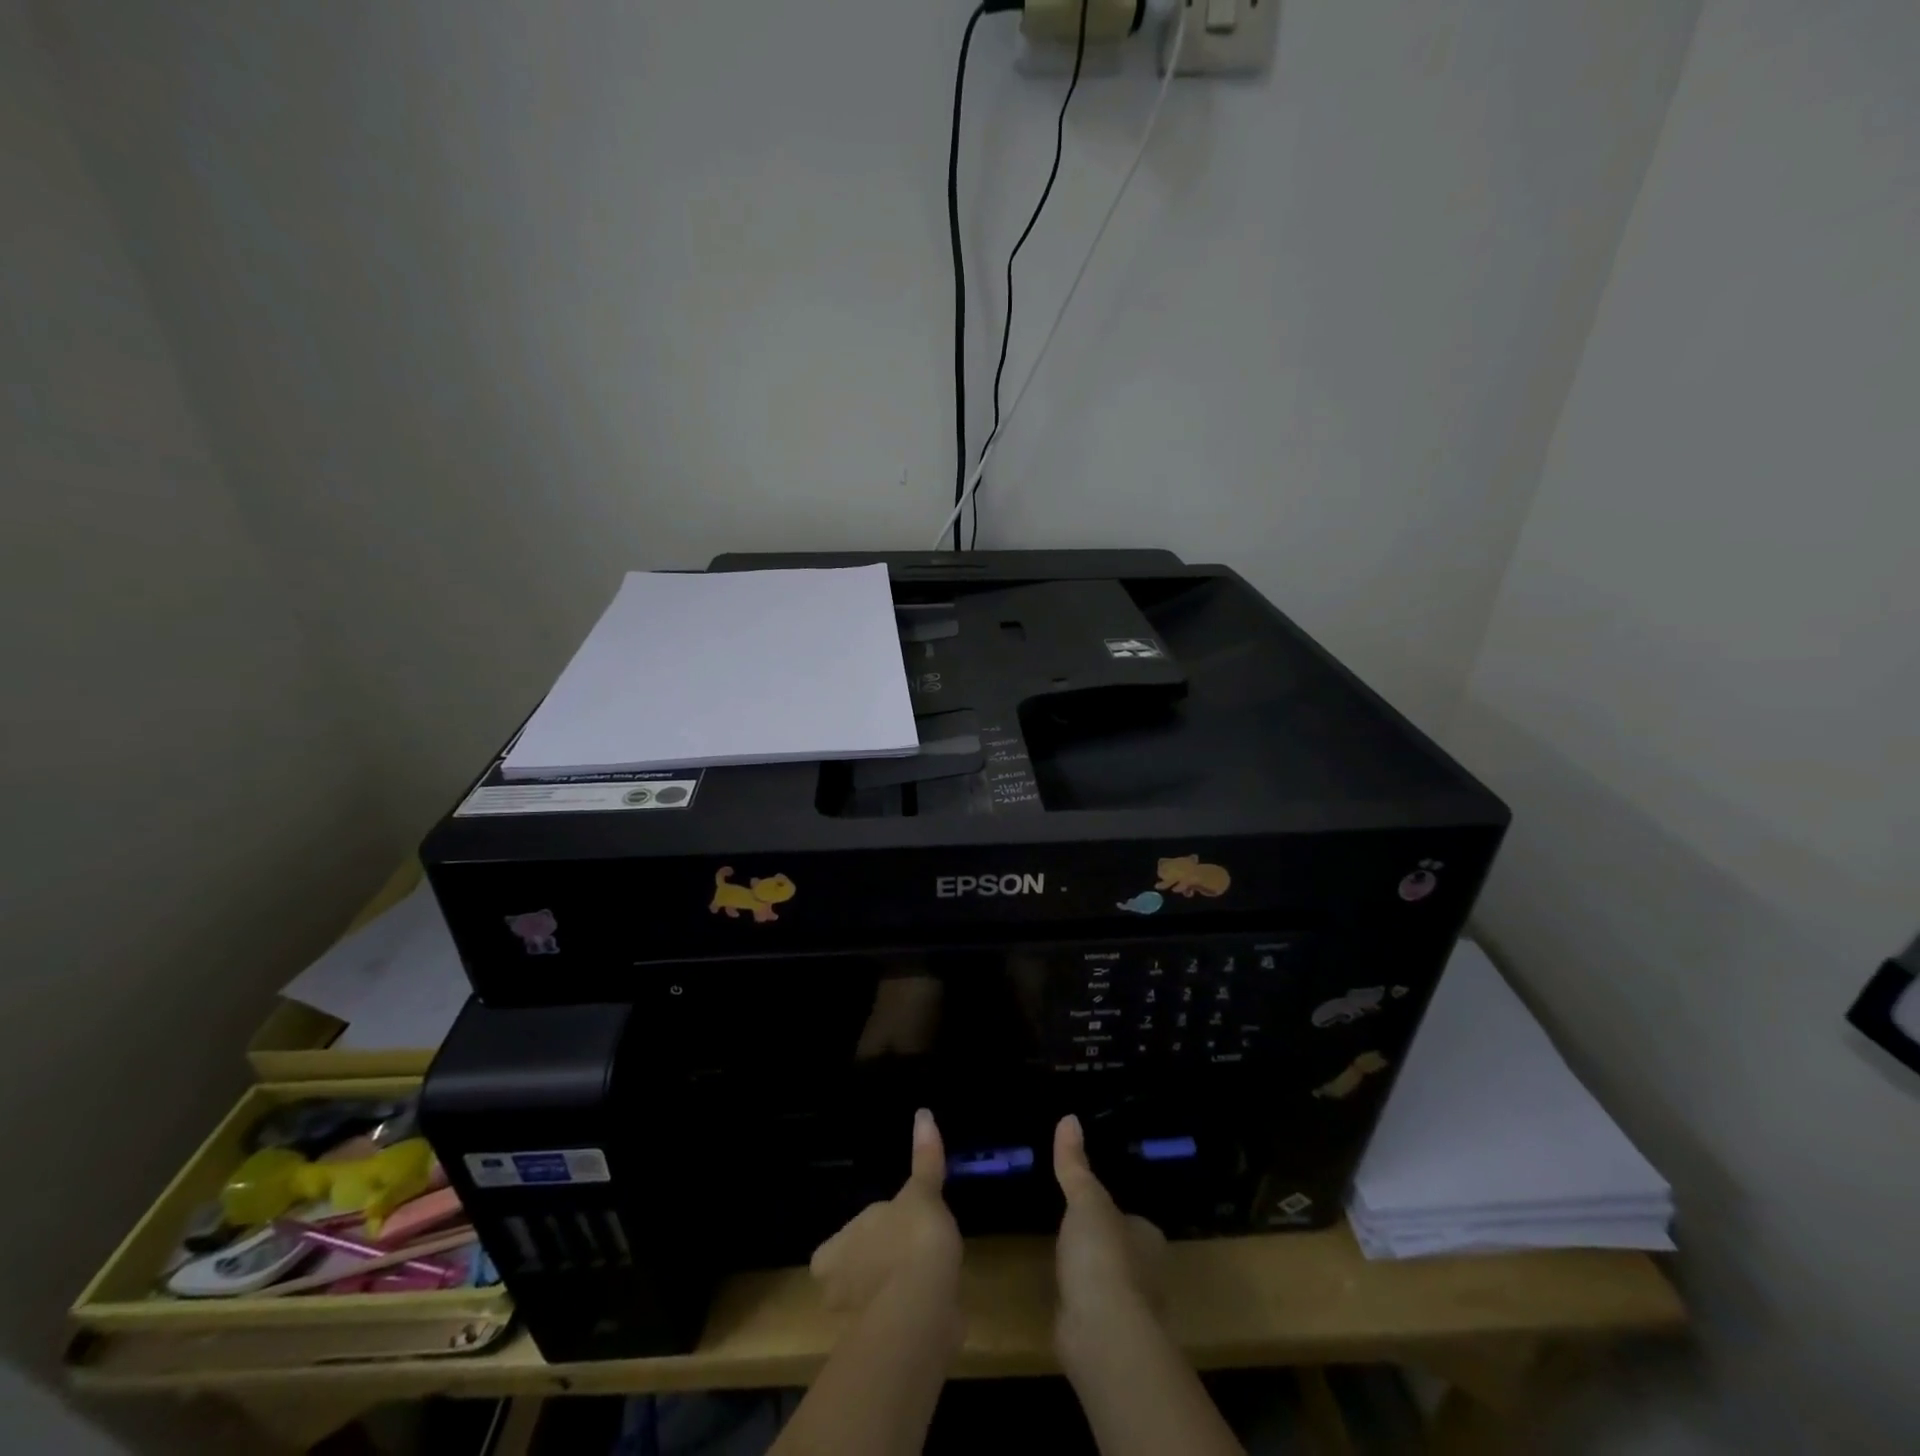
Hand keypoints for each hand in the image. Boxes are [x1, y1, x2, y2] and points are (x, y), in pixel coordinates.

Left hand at [810, 1108, 962, 1313]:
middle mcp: (836, 1290)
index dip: (858, 1239)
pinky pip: (895, 1324)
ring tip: (924, 1275)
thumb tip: (923, 1113)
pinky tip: (933, 1302)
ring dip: (893, 1291)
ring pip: (873, 1303)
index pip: (834, 1248)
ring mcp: (858, 1324)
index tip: (884, 1230)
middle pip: (852, 1275)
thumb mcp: (921, 1193)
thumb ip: (924, 1158)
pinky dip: (910, 1313)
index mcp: (832, 1253)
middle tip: (906, 1250)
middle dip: (875, 1266)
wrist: (923, 1309)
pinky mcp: (885, 1348)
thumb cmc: (911, 1241)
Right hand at [1052, 1114, 1166, 1331]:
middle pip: (1124, 1252)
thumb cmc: (1103, 1256)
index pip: (1134, 1221)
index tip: (1092, 1205)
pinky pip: (1091, 1310)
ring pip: (1109, 1284)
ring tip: (1063, 1260)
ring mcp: (1127, 1310)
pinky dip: (1079, 1303)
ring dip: (1092, 1277)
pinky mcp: (1106, 1338)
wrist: (1103, 1333)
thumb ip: (1075, 1164)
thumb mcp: (1085, 1200)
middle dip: (1103, 1246)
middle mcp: (1147, 1275)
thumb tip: (1069, 1117)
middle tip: (1074, 1229)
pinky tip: (1062, 1296)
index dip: (1114, 1213)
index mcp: (1148, 1239)